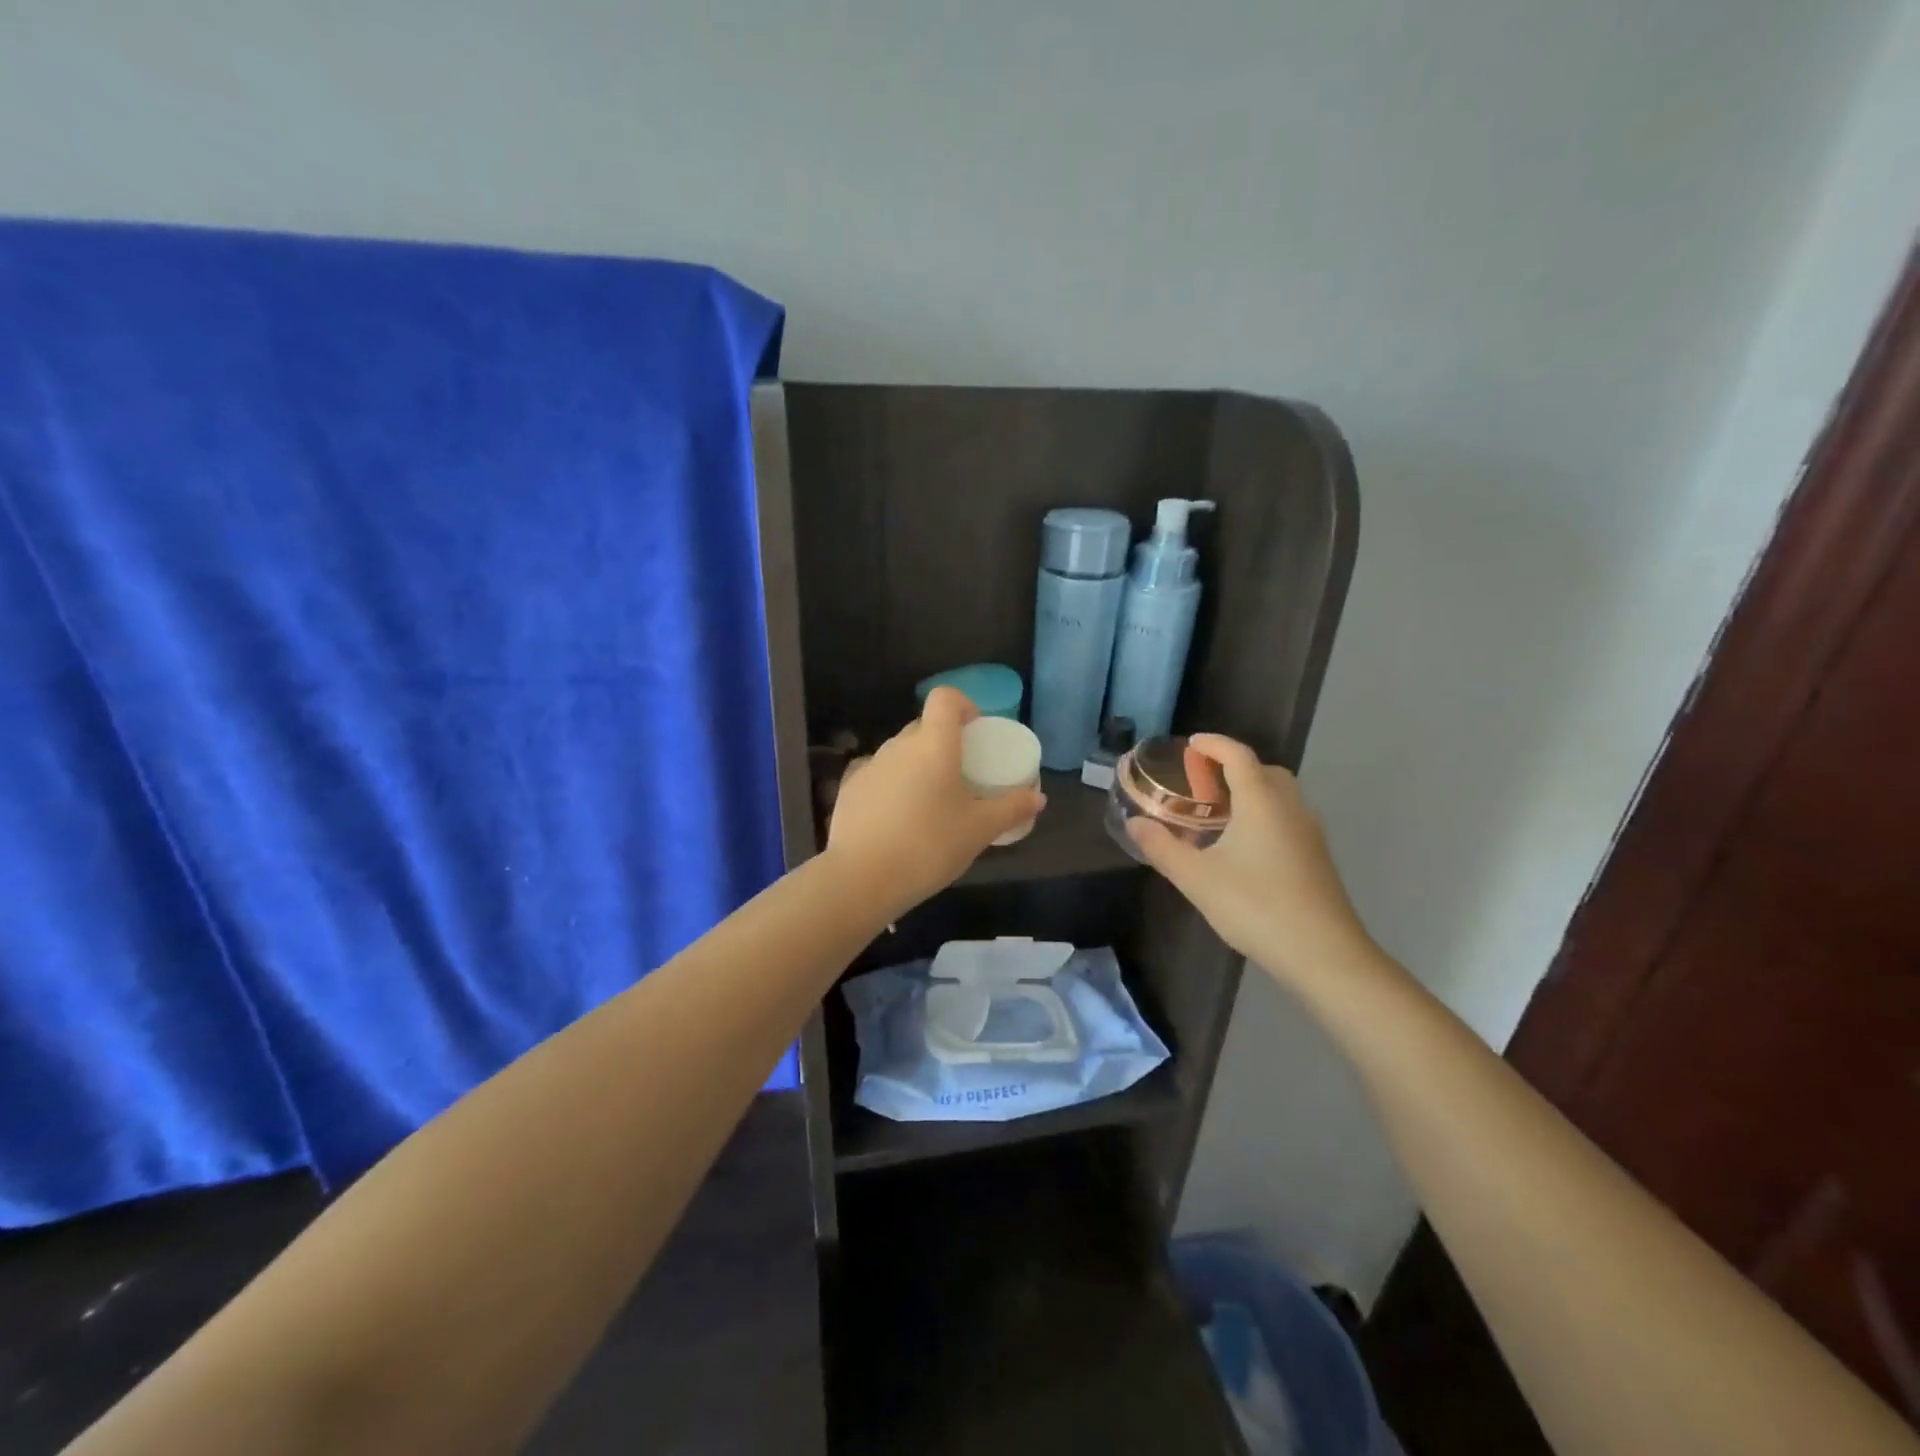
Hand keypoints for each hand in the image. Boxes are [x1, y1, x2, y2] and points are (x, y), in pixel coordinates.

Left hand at [826, 687, 1045, 914]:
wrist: (862, 878)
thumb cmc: (929, 845)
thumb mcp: (979, 830)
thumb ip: (1011, 809)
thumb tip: (1038, 798)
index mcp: (934, 745)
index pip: (945, 698)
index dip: (963, 705)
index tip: (975, 731)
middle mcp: (899, 746)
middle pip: (924, 727)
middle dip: (944, 742)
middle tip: (961, 775)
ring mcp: (870, 766)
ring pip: (900, 753)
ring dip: (917, 766)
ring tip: (930, 804)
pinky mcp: (849, 790)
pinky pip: (879, 776)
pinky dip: (893, 787)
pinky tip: (898, 821)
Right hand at [1126, 734, 1374, 984]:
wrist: (1324, 954)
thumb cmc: (1256, 906)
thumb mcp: (1197, 878)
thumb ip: (1162, 847)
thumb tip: (1135, 823)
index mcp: (1261, 801)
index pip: (1238, 755)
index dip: (1213, 744)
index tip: (1191, 744)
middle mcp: (1290, 807)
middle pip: (1263, 770)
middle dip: (1232, 767)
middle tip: (1200, 783)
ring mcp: (1309, 832)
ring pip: (1279, 795)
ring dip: (1250, 791)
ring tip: (1217, 814)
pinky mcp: (1317, 856)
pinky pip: (1286, 817)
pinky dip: (1263, 813)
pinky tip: (1243, 846)